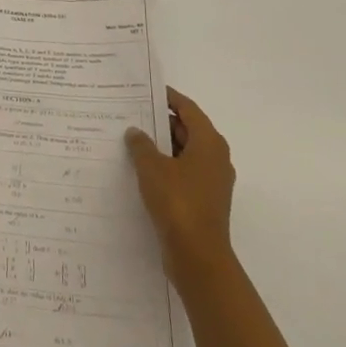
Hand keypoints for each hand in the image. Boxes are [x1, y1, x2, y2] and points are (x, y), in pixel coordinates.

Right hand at [125, 87, 234, 287]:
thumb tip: (135, 132)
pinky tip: (139, 170)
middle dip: (160, 122)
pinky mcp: (203, 201)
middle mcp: (215, 158)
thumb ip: (141, 145)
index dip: (168, 97)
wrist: (198, 256)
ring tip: (130, 141)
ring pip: (183, 153)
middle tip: (130, 115)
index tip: (145, 90)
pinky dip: (164, 167)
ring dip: (160, 147)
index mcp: (209, 143)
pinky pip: (182, 173)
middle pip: (187, 130)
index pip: (188, 108)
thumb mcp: (152, 167)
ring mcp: (211, 182)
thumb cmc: (178, 202)